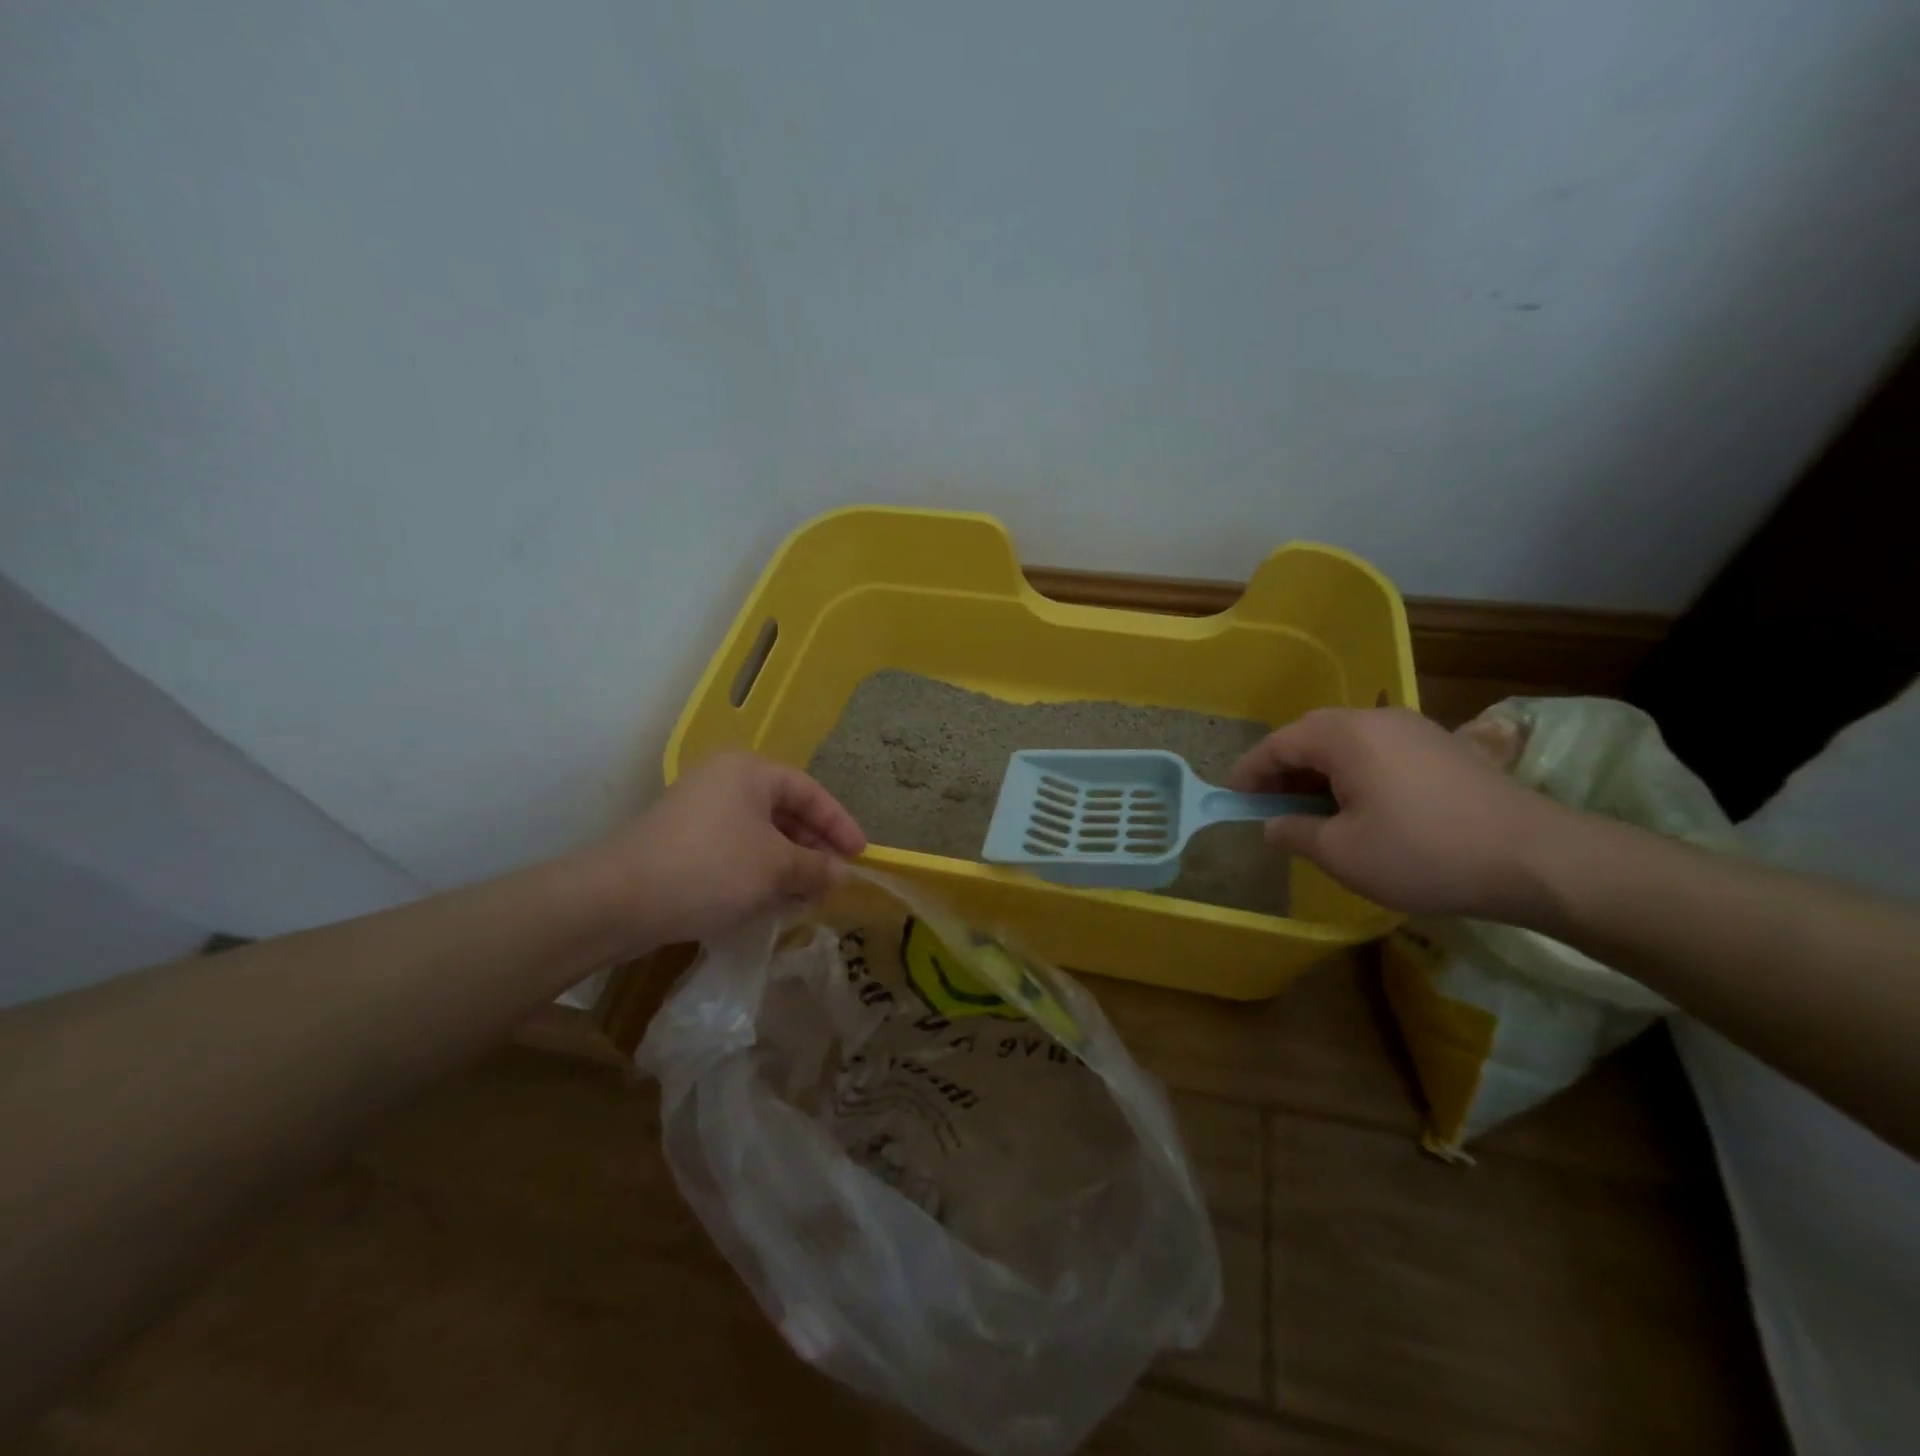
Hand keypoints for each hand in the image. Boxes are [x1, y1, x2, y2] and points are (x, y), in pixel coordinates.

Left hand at [578, 752, 866, 946]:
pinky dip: (759, 873)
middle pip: (785, 812)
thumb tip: (840, 873)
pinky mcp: (683, 843)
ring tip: (807, 898)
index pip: (810, 792)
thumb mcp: (775, 867)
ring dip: (788, 866)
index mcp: (749, 771)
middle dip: (813, 849)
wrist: (619, 899)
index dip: (839, 824)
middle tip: (833, 881)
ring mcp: (700, 812)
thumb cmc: (711, 868)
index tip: (861, 855)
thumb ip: (815, 867)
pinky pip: (736, 852)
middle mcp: (725, 782)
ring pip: (761, 836)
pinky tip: (771, 903)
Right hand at [1229, 707, 1571, 919]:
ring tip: (1310, 809)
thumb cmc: (1423, 852)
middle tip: (1268, 804)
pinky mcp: (1443, 748)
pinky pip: (1378, 751)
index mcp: (1345, 735)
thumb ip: (1295, 833)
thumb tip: (1273, 825)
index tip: (1233, 797)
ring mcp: (1415, 730)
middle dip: (1283, 769)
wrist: (1536, 858)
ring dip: (1318, 771)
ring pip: (1347, 742)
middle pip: (1312, 735)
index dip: (1250, 771)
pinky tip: (1358, 807)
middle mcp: (1377, 719)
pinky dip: (1353, 773)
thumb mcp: (1342, 853)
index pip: (1279, 743)